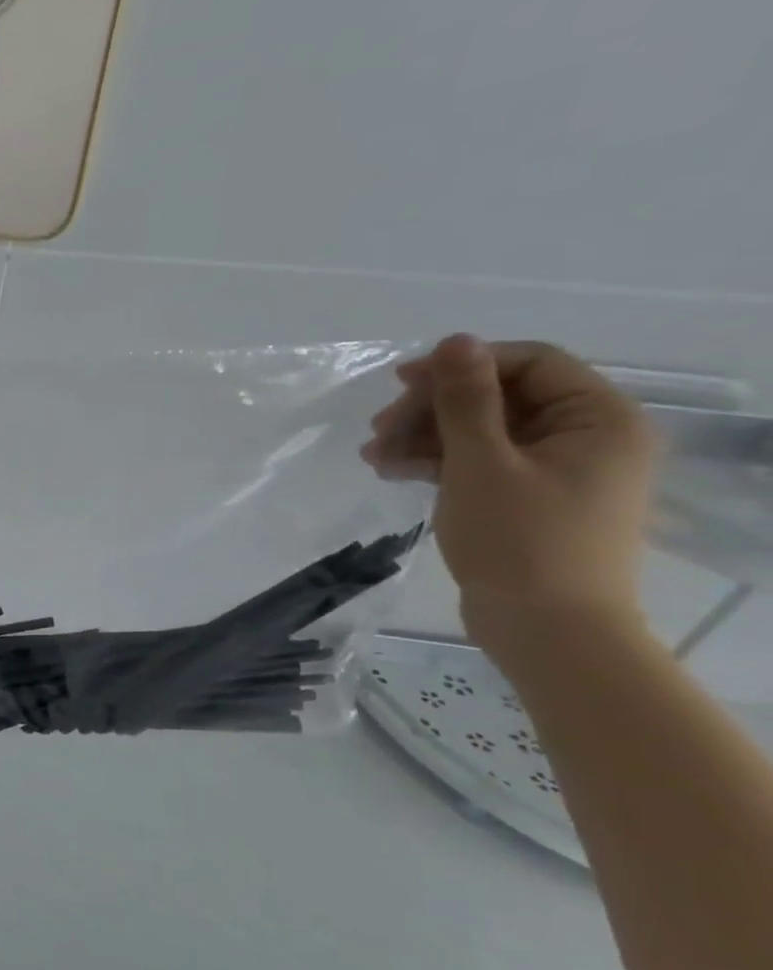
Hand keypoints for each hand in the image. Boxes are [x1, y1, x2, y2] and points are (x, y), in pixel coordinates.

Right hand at [362, 335, 656, 645]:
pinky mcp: (527, 499)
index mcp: (597, 419)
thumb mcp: (482, 462)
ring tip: (372, 455)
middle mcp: (585, 437)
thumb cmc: (520, 539)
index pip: (529, 363)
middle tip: (378, 428)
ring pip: (481, 432)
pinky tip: (390, 470)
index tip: (401, 382)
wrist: (546, 629)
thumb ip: (466, 399)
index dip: (463, 365)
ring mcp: (555, 470)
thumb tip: (454, 341)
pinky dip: (435, 463)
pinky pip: (479, 463)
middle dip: (432, 409)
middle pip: (500, 398)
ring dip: (423, 437)